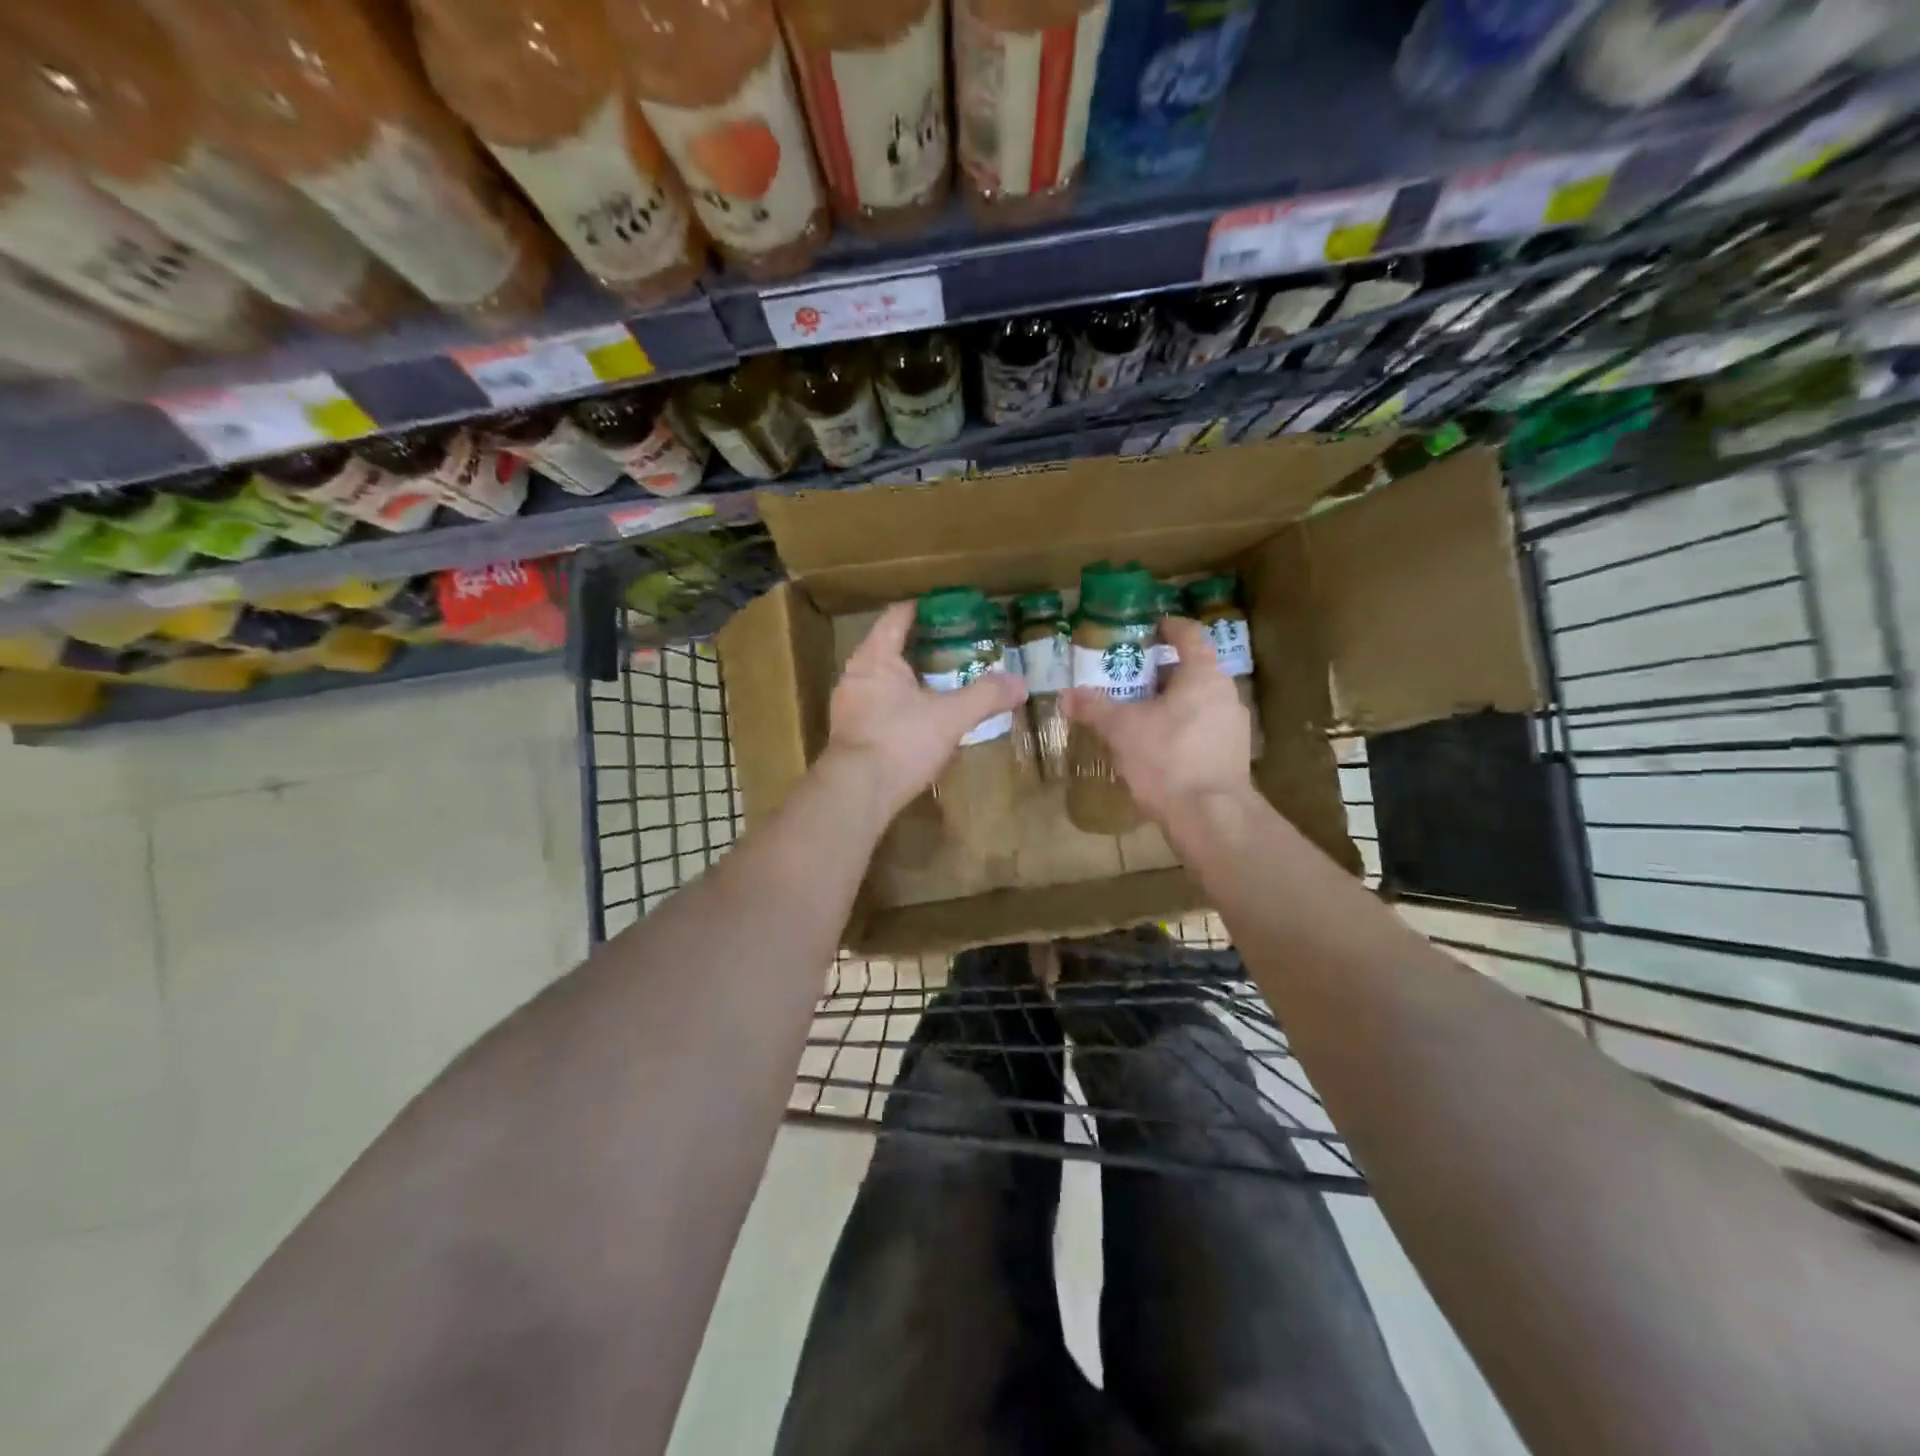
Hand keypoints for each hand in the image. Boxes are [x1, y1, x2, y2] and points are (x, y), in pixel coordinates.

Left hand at [824, 601, 1027, 819]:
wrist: (856, 792)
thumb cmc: (901, 741)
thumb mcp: (950, 717)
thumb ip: (985, 696)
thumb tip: (1020, 683)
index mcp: (876, 658)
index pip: (895, 619)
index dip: (917, 610)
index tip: (939, 607)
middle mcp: (855, 675)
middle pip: (884, 647)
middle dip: (914, 645)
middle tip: (946, 646)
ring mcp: (847, 706)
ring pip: (878, 680)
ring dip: (903, 678)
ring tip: (933, 682)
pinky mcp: (848, 735)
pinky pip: (875, 706)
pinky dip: (895, 704)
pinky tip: (914, 718)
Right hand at [1062, 616, 1253, 824]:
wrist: (1210, 816)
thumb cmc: (1166, 759)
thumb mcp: (1121, 730)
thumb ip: (1094, 708)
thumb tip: (1065, 695)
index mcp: (1202, 675)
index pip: (1190, 635)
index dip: (1170, 627)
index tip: (1152, 628)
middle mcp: (1225, 693)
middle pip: (1193, 670)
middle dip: (1162, 673)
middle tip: (1131, 680)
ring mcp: (1234, 726)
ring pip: (1199, 701)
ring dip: (1173, 703)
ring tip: (1142, 716)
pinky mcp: (1234, 755)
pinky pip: (1205, 729)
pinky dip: (1183, 728)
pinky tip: (1160, 749)